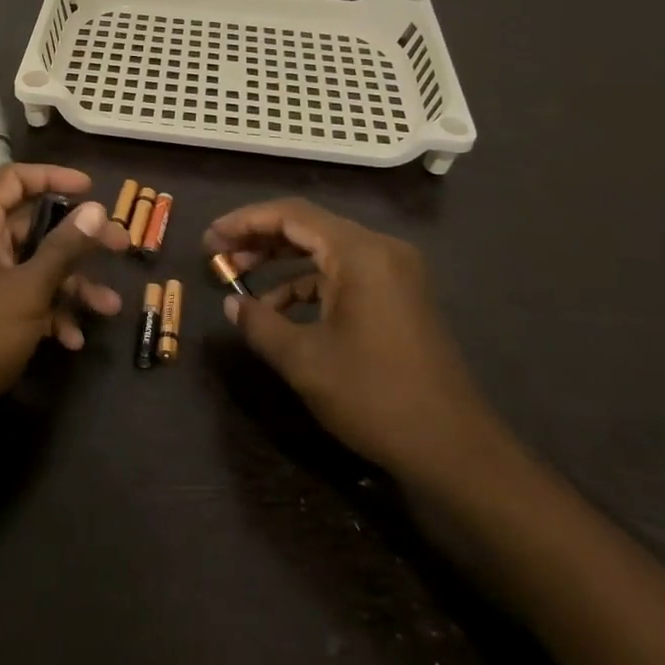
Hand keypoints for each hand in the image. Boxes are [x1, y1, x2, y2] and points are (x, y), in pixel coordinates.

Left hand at [0, 165, 129, 437]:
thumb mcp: (28, 288)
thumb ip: (64, 247)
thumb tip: (95, 209)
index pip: (13, 180)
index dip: (53, 178)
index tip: (91, 190)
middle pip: (33, 225)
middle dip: (78, 239)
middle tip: (120, 246)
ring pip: (35, 266)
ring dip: (72, 284)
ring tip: (109, 307)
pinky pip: (26, 299)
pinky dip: (51, 312)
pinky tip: (74, 340)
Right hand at [206, 198, 506, 490]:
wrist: (455, 449)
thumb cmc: (375, 397)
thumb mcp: (304, 360)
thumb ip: (260, 324)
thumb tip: (231, 305)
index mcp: (360, 252)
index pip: (291, 215)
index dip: (244, 222)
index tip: (210, 239)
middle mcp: (381, 250)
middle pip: (308, 227)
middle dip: (259, 240)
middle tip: (219, 257)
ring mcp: (395, 272)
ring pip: (325, 250)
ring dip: (281, 263)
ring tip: (240, 282)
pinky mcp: (400, 296)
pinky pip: (344, 274)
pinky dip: (309, 285)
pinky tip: (280, 310)